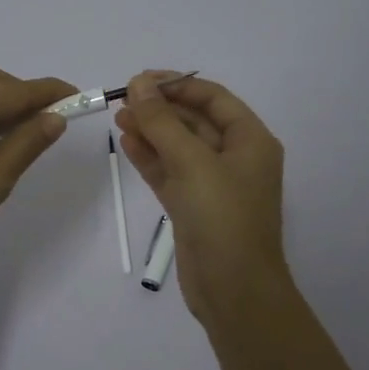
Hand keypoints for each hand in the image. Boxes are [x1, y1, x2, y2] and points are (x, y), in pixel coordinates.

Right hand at [115, 70, 289, 320]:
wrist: (233, 290)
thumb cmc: (222, 217)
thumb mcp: (192, 163)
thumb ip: (162, 122)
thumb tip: (138, 83)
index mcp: (250, 141)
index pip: (213, 98)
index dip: (177, 85)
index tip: (140, 79)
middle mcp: (235, 158)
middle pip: (194, 121)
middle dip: (160, 109)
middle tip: (122, 99)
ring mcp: (213, 184)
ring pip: (178, 148)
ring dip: (151, 131)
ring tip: (118, 118)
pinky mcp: (193, 207)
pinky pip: (170, 173)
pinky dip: (150, 158)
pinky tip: (127, 143)